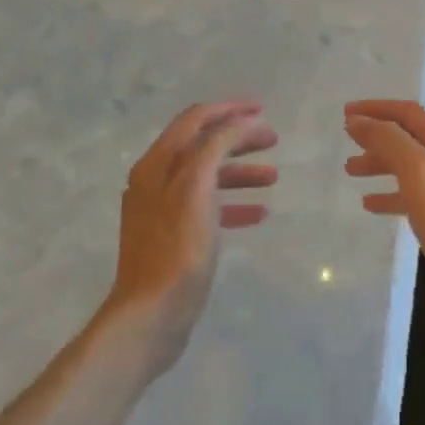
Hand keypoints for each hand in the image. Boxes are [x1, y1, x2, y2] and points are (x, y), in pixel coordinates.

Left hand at [107, 100, 277, 374]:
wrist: (151, 314)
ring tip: (272, 179)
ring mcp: (164, 210)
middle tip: (273, 141)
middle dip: (238, 139)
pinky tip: (258, 215)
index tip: (263, 110)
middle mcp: (156, 180)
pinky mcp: (174, 237)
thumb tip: (239, 122)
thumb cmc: (178, 250)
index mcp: (158, 164)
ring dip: (240, 172)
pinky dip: (233, 204)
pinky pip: (208, 208)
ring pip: (208, 177)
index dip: (229, 109)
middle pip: (202, 145)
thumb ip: (216, 148)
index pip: (195, 120)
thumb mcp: (197, 190)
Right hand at [343, 100, 424, 337]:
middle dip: (376, 138)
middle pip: (408, 139)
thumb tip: (358, 121)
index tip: (345, 113)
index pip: (407, 113)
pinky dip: (390, 196)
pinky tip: (370, 205)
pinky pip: (413, 197)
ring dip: (380, 165)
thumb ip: (387, 141)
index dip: (376, 109)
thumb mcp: (417, 169)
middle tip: (346, 142)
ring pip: (408, 168)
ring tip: (351, 171)